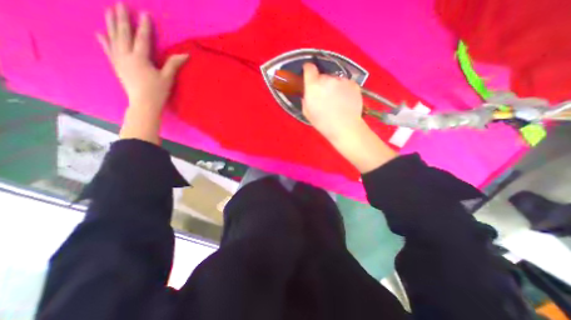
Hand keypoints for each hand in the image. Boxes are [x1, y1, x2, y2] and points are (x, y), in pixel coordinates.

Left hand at [97, 1, 188, 144]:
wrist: (143, 103)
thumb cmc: (157, 91)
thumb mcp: (167, 78)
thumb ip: (174, 64)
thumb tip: (185, 54)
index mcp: (140, 58)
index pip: (142, 38)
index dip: (144, 26)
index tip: (144, 13)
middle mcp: (126, 56)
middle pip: (124, 34)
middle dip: (122, 19)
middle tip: (120, 4)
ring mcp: (119, 60)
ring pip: (113, 39)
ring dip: (112, 24)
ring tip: (109, 11)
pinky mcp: (116, 66)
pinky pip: (108, 51)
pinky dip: (104, 41)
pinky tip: (100, 33)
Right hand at [302, 63, 364, 142]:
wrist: (345, 127)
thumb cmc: (323, 123)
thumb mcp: (307, 112)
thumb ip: (305, 99)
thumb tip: (308, 93)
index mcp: (313, 86)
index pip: (309, 68)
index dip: (308, 70)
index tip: (309, 74)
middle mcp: (328, 79)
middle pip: (323, 76)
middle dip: (322, 83)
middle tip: (324, 96)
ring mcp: (342, 80)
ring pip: (335, 80)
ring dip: (334, 86)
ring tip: (337, 100)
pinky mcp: (353, 84)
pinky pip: (345, 83)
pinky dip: (344, 89)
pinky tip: (345, 101)